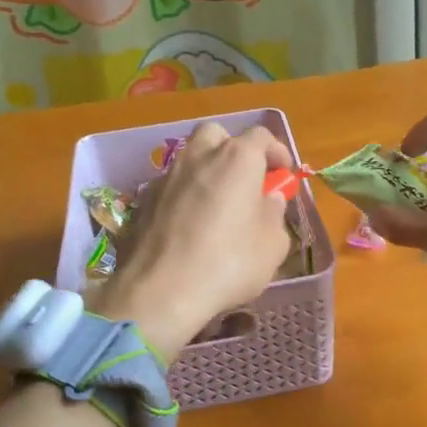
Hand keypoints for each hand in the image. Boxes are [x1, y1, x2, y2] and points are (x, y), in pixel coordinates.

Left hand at [94, 122, 293, 355]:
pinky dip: (183, 195)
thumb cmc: (229, 263)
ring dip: (205, 171)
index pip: (261, 136)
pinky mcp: (143, 200)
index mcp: (237, 158)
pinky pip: (170, 186)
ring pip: (189, 158)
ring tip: (216, 203)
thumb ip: (274, 213)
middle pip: (217, 134)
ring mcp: (166, 176)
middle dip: (233, 149)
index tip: (283, 174)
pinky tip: (188, 224)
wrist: (160, 291)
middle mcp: (199, 156)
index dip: (276, 152)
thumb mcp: (272, 244)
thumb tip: (268, 199)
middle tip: (244, 179)